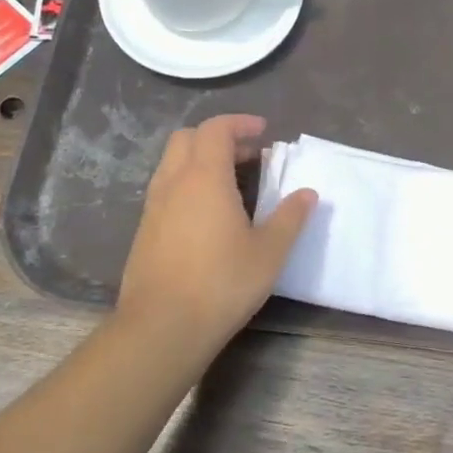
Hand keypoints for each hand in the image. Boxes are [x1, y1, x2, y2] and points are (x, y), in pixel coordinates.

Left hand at [117, 114, 315, 352]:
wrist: (161, 328)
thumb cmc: (222, 283)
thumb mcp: (269, 252)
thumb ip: (290, 217)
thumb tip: (308, 194)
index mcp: (204, 178)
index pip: (215, 129)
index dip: (239, 124)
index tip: (263, 132)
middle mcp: (173, 183)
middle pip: (187, 138)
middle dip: (218, 137)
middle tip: (248, 154)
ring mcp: (153, 208)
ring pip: (172, 164)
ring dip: (201, 160)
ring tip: (232, 182)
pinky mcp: (144, 232)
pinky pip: (166, 189)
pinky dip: (188, 184)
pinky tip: (208, 214)